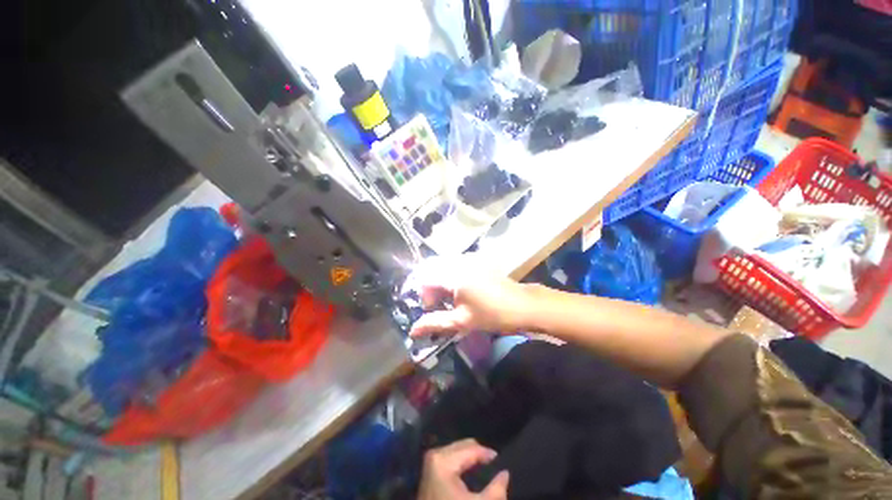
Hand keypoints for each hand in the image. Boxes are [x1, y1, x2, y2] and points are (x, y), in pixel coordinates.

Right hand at [404, 257, 536, 338]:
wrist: (523, 305)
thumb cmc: (492, 314)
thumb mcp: (462, 321)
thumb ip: (435, 322)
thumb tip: (412, 330)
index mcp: (453, 275)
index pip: (425, 279)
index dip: (424, 295)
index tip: (433, 309)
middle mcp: (459, 261)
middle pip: (433, 270)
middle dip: (431, 288)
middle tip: (440, 304)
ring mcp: (469, 259)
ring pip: (444, 266)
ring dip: (441, 281)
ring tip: (450, 299)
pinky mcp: (477, 260)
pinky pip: (456, 264)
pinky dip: (451, 276)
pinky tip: (461, 289)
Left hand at [418, 439, 509, 499]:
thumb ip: (497, 489)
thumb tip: (505, 473)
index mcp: (444, 460)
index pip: (472, 448)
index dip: (489, 455)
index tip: (503, 464)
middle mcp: (436, 455)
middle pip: (464, 446)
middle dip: (480, 455)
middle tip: (495, 468)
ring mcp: (432, 462)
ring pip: (458, 451)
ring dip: (472, 459)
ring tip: (486, 471)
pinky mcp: (431, 470)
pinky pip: (452, 458)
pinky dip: (464, 464)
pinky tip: (473, 475)